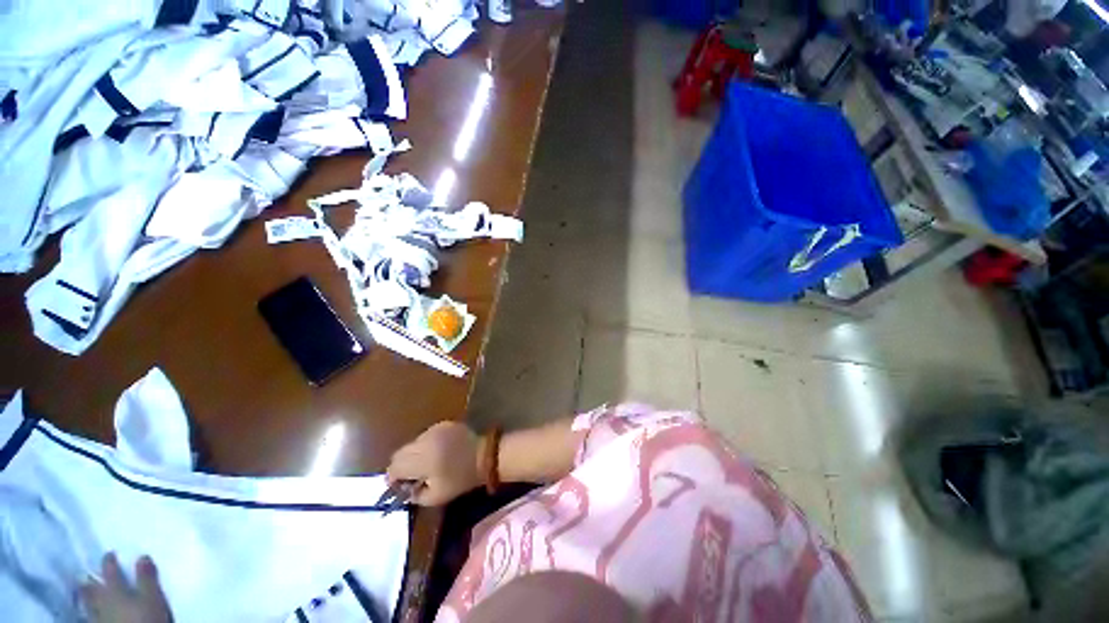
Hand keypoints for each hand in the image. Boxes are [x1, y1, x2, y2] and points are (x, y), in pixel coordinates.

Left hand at [80, 553, 171, 622]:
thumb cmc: (144, 616)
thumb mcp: (151, 596)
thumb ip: (146, 578)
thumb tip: (142, 556)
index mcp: (114, 588)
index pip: (111, 570)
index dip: (110, 561)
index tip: (109, 552)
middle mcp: (102, 599)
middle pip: (94, 588)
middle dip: (91, 580)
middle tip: (86, 573)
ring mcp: (98, 615)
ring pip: (88, 603)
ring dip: (86, 596)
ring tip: (83, 590)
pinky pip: (90, 615)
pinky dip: (88, 611)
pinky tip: (88, 611)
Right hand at [387, 422, 481, 505]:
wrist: (484, 456)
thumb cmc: (461, 479)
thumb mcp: (436, 497)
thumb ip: (414, 495)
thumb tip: (403, 490)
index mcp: (422, 460)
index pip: (394, 467)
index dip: (393, 478)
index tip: (399, 486)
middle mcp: (425, 441)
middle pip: (399, 453)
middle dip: (401, 466)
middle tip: (411, 476)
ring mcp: (434, 430)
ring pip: (412, 443)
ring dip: (414, 454)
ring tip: (427, 463)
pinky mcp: (443, 424)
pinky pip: (426, 435)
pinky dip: (426, 444)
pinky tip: (438, 451)